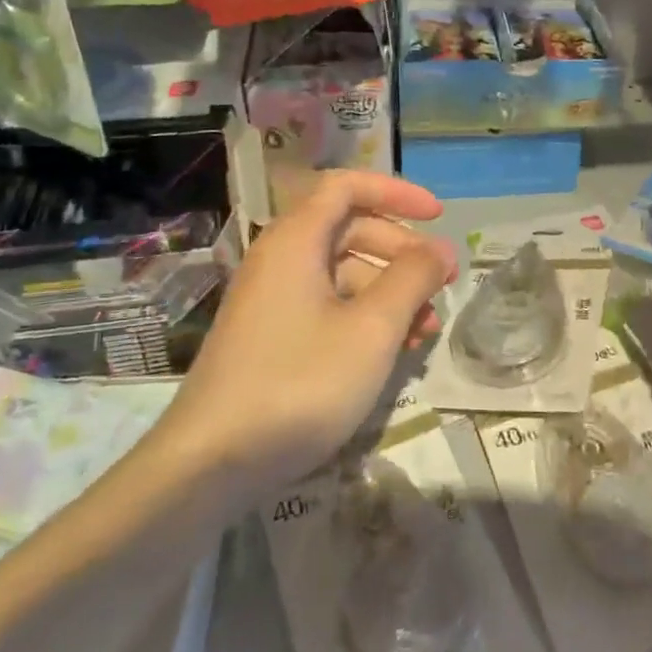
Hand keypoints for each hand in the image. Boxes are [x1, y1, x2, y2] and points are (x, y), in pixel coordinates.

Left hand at [159, 171, 457, 497]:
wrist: (209, 464)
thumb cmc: (299, 383)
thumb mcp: (371, 330)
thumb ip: (412, 280)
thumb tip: (440, 249)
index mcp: (296, 240)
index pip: (347, 187)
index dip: (396, 193)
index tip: (438, 216)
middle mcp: (280, 259)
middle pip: (349, 229)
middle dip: (401, 250)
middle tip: (441, 283)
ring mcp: (271, 300)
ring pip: (341, 273)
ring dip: (388, 291)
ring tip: (425, 330)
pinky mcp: (270, 336)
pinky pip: (326, 306)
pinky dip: (363, 317)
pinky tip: (392, 352)